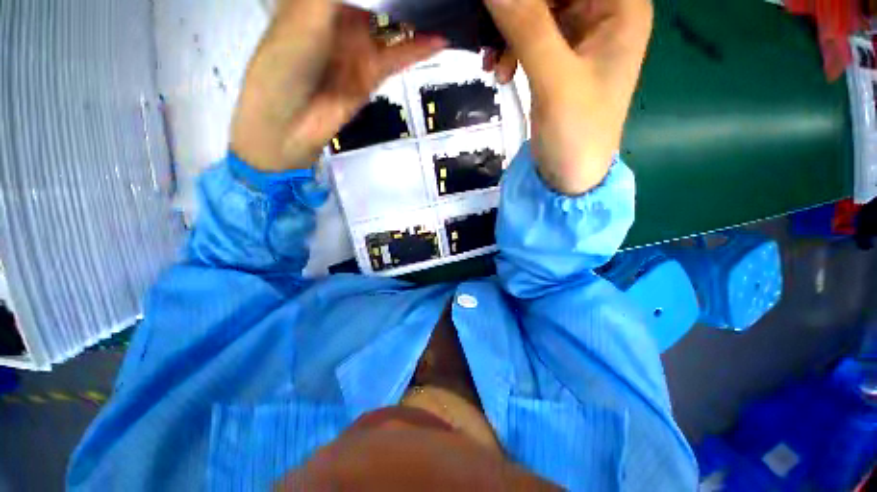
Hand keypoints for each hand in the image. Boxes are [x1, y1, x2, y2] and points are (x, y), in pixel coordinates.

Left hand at [231, 0, 445, 171]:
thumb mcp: (307, 14)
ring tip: (439, 8)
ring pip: (391, 25)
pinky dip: (418, 49)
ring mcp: (358, 47)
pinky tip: (438, 39)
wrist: (290, 124)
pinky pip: (398, 56)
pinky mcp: (372, 73)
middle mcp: (339, 18)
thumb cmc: (284, 64)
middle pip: (376, 1)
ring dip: (413, 17)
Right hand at [483, 0, 651, 194]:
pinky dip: (510, 50)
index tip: (503, 7)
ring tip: (493, 63)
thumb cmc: (576, 133)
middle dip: (519, 9)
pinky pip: (528, 38)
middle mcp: (603, 14)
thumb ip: (527, 27)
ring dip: (508, 32)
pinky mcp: (557, 60)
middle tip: (491, 31)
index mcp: (620, 8)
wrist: (569, 176)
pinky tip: (499, 72)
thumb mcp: (554, 80)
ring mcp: (578, 38)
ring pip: (537, 11)